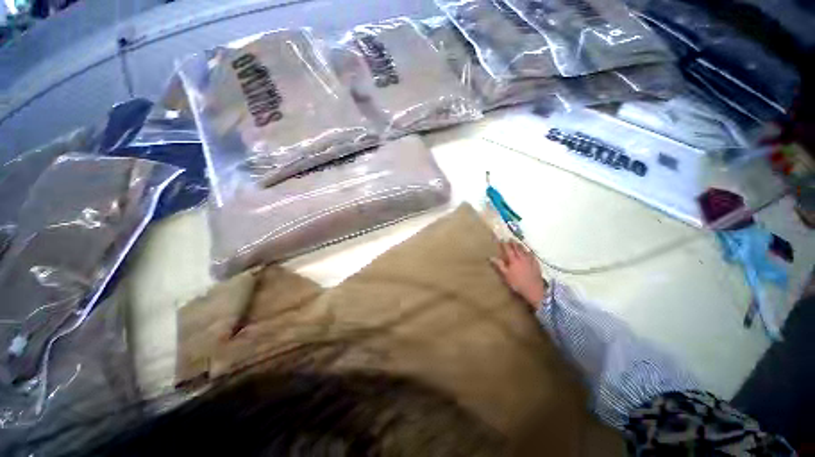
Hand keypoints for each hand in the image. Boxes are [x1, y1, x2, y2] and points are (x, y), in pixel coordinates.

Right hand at [491, 240, 547, 309]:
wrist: (534, 290)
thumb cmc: (517, 283)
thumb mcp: (506, 275)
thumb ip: (499, 265)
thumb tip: (491, 257)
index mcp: (513, 260)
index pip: (508, 249)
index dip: (504, 244)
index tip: (502, 239)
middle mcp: (522, 258)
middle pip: (517, 248)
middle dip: (513, 243)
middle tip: (510, 238)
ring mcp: (530, 260)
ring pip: (525, 250)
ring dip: (521, 246)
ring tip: (518, 243)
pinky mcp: (536, 264)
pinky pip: (532, 255)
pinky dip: (529, 252)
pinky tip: (529, 252)